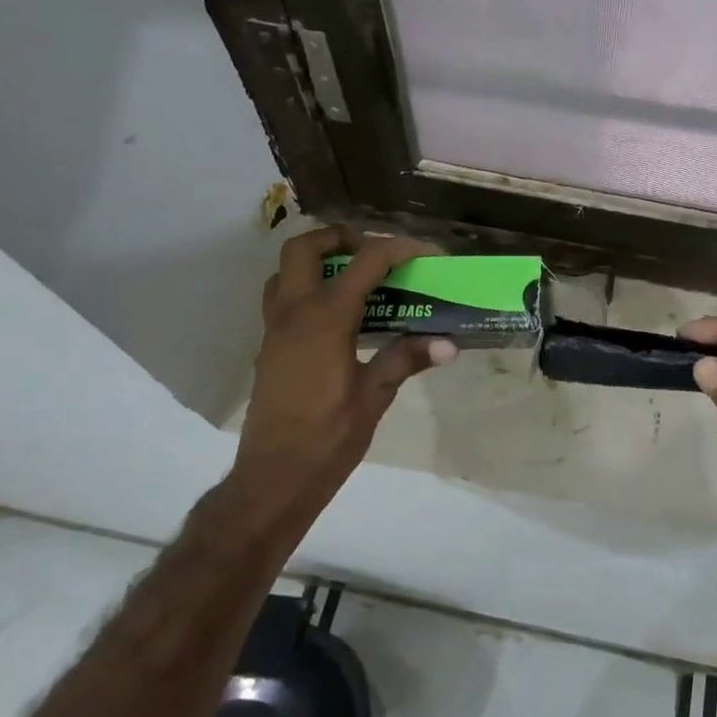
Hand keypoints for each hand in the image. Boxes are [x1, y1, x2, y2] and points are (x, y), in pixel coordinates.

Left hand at [236, 226, 455, 525]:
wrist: (274, 478)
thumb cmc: (327, 438)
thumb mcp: (374, 397)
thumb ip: (406, 359)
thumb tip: (448, 343)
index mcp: (325, 319)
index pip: (366, 261)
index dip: (401, 248)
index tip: (429, 255)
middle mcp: (294, 312)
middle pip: (306, 247)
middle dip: (341, 238)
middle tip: (374, 254)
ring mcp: (275, 328)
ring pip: (286, 270)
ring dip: (318, 260)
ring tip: (355, 279)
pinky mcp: (268, 347)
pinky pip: (282, 297)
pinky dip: (308, 287)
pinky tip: (336, 316)